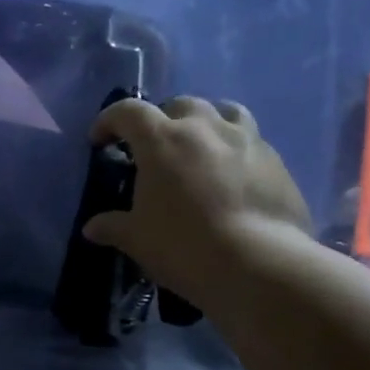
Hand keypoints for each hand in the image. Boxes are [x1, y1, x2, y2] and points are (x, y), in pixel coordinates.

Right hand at [80, 96, 313, 314]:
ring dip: (206, 122)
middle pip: (178, 105)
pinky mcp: (277, 161)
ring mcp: (246, 140)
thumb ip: (113, 226)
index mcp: (161, 139)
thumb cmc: (184, 245)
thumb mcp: (137, 239)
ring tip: (201, 147)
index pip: (127, 112)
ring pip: (224, 111)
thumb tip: (92, 227)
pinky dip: (235, 150)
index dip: (109, 121)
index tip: (100, 141)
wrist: (260, 265)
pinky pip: (252, 141)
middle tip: (155, 148)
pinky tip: (233, 177)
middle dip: (161, 120)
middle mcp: (204, 127)